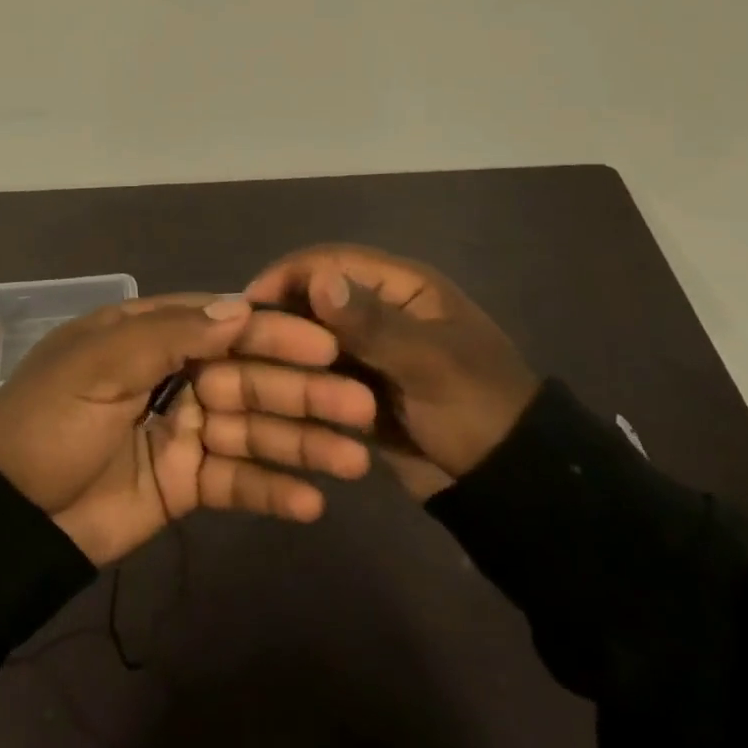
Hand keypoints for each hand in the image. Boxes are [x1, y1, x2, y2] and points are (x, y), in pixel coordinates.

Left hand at [0, 294, 378, 564]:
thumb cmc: (50, 421)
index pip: (224, 325)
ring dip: (301, 443)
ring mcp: (183, 430)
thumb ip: (170, 334)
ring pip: (252, 430)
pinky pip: (235, 482)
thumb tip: (240, 308)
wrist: (7, 516)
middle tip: (358, 407)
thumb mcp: (99, 364)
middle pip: (249, 377)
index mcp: (151, 335)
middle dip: (302, 391)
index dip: (274, 334)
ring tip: (352, 461)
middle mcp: (175, 375)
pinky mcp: (185, 484)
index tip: (326, 346)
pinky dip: (271, 491)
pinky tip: (311, 504)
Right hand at [245, 245, 540, 498]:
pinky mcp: (362, 386)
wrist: (511, 486)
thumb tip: (317, 280)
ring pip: (313, 337)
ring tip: (244, 370)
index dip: (288, 275)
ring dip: (286, 350)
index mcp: (402, 285)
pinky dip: (299, 379)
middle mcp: (380, 308)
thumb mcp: (429, 363)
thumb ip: (372, 323)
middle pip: (316, 298)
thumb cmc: (478, 409)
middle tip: (236, 342)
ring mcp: (370, 350)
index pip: (332, 261)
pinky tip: (268, 394)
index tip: (245, 303)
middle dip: (280, 315)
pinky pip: (320, 373)